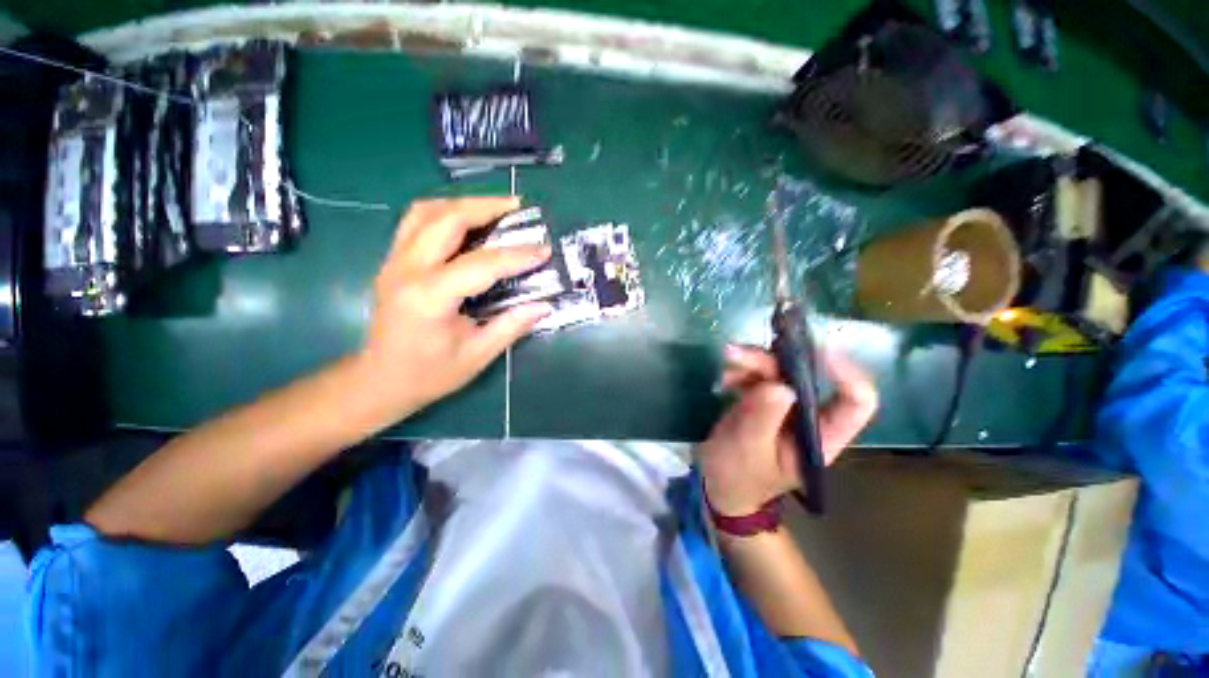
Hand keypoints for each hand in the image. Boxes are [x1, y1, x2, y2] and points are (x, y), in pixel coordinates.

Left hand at [353, 197, 551, 417]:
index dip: (517, 256)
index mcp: (429, 297)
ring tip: (495, 208)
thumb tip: (544, 306)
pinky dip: (445, 213)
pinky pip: (416, 222)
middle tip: (518, 207)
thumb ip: (511, 326)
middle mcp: (406, 270)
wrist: (380, 380)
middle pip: (446, 219)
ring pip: (425, 212)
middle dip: (486, 207)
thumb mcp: (477, 355)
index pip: (481, 264)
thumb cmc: (430, 373)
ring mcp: (394, 261)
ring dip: (463, 204)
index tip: (544, 250)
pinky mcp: (393, 261)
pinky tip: (466, 221)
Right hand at [698, 345, 877, 515]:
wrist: (719, 484)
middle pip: (806, 377)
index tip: (816, 350)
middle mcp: (809, 417)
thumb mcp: (748, 449)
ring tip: (727, 360)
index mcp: (821, 438)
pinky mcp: (764, 399)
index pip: (855, 403)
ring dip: (752, 361)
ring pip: (779, 370)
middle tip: (738, 353)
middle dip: (773, 361)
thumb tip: (781, 384)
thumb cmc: (738, 476)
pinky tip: (725, 378)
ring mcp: (785, 407)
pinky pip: (758, 374)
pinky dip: (741, 370)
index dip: (846, 374)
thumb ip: (763, 417)